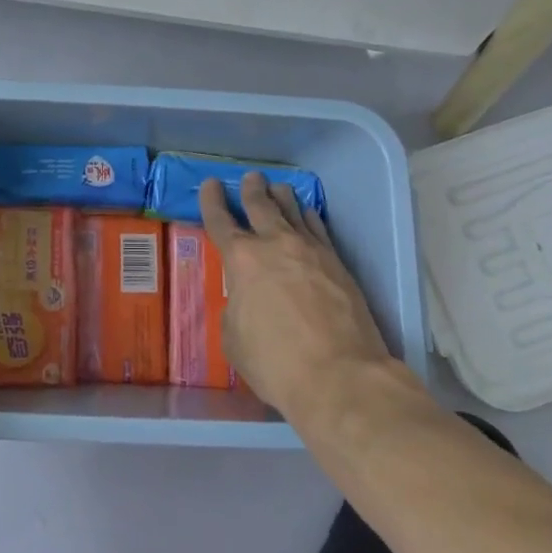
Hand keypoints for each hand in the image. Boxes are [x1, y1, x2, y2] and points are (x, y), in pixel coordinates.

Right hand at [199, 173, 407, 426]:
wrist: (340, 375)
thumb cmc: (276, 363)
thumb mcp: (234, 340)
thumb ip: (236, 309)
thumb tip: (246, 300)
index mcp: (242, 260)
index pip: (221, 221)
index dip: (212, 201)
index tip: (211, 184)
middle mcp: (275, 244)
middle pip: (261, 205)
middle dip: (252, 189)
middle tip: (251, 177)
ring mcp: (311, 250)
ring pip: (293, 211)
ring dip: (282, 197)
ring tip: (279, 187)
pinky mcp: (338, 263)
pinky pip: (319, 228)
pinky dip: (309, 217)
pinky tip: (309, 214)